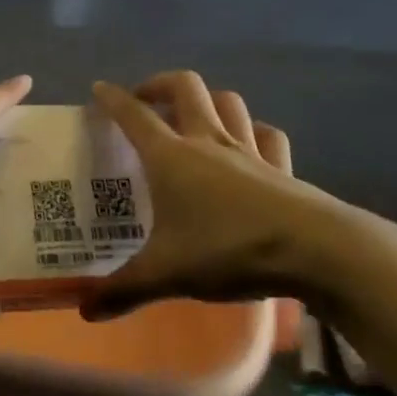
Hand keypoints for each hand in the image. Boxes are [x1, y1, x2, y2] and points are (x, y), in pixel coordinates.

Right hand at [81, 72, 315, 318]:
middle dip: (160, 84)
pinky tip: (248, 142)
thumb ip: (123, 290)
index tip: (99, 89)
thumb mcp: (167, 274)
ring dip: (207, 99)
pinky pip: (266, 133)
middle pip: (184, 88)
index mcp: (171, 157)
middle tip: (145, 100)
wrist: (313, 250)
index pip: (134, 115)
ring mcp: (249, 150)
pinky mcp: (281, 166)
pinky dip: (252, 129)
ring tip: (193, 115)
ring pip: (227, 101)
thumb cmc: (228, 250)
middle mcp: (208, 141)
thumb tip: (83, 311)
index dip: (113, 99)